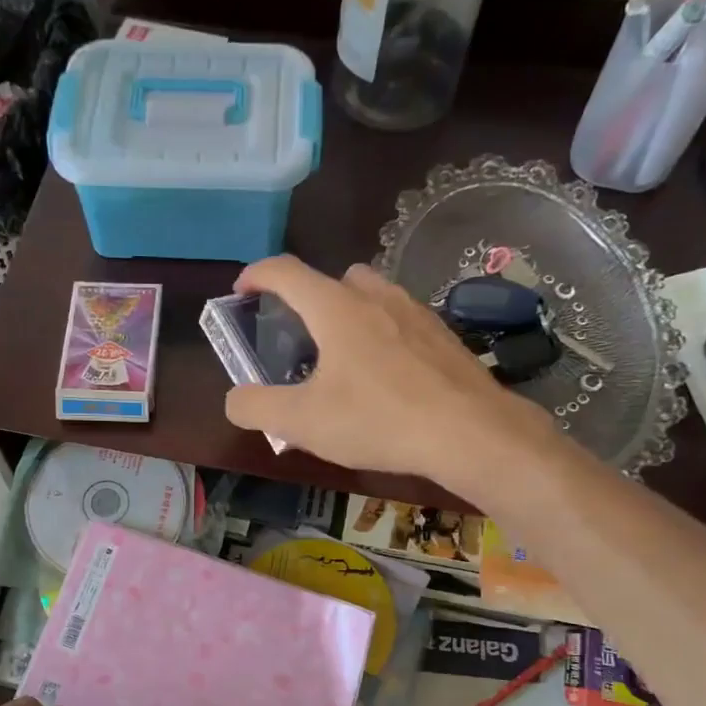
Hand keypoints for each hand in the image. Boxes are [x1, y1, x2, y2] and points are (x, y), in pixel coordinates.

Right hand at [223, 257, 556, 489]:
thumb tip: (235, 399)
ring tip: (344, 359)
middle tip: (300, 336)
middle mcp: (377, 297)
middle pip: (335, 278)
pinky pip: (402, 322)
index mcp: (336, 308)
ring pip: (374, 296)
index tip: (242, 291)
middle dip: (309, 298)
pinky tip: (387, 378)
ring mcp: (416, 313)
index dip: (257, 275)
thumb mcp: (302, 423)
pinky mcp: (444, 337)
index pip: (286, 272)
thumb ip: (256, 407)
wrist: (470, 433)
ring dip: (350, 314)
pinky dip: (384, 337)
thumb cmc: (378, 420)